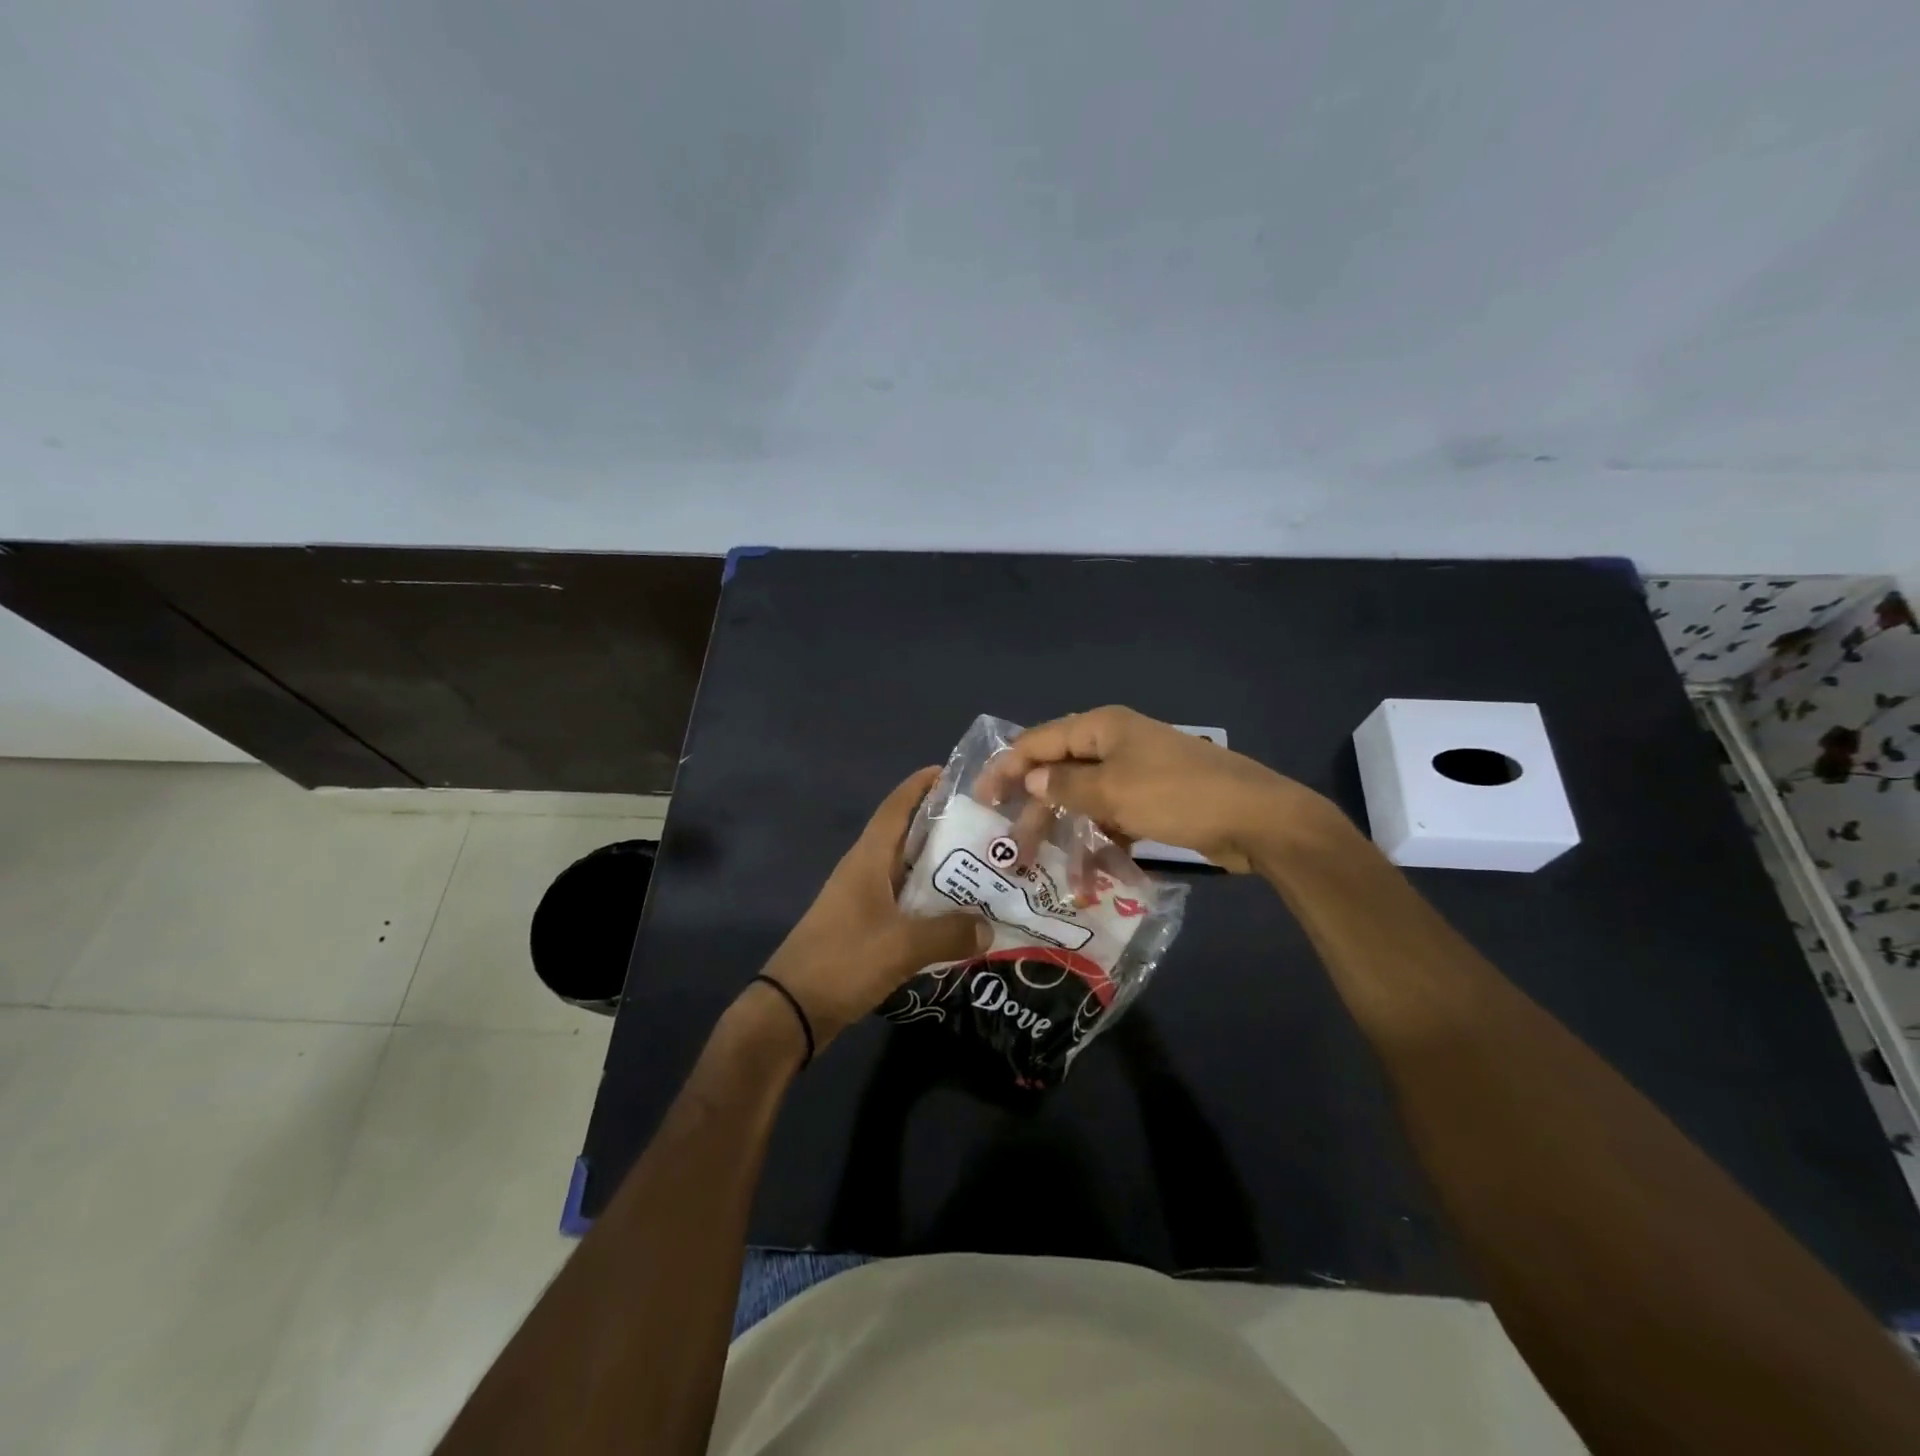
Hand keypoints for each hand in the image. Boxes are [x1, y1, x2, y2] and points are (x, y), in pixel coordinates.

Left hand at [760, 766, 991, 1048]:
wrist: (791, 1010)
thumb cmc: (843, 961)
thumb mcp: (902, 945)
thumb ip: (949, 933)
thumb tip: (989, 927)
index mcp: (868, 860)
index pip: (895, 809)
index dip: (919, 786)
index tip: (951, 772)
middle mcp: (865, 872)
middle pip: (906, 838)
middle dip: (942, 828)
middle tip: (986, 827)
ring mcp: (862, 901)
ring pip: (908, 873)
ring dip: (939, 869)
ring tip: (983, 868)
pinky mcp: (864, 928)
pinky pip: (904, 904)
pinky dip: (930, 903)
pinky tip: (958, 915)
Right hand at [980, 705, 1336, 873]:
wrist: (1257, 818)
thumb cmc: (1177, 795)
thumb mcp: (1113, 791)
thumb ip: (1065, 786)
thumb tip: (1031, 779)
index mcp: (1101, 728)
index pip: (1039, 741)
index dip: (1006, 767)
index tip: (980, 799)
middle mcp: (1114, 744)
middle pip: (1060, 773)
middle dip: (1036, 810)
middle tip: (1014, 850)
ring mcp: (1135, 773)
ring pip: (1084, 800)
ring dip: (1066, 833)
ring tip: (1048, 870)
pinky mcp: (1153, 801)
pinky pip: (1111, 817)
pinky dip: (1098, 841)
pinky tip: (1088, 875)